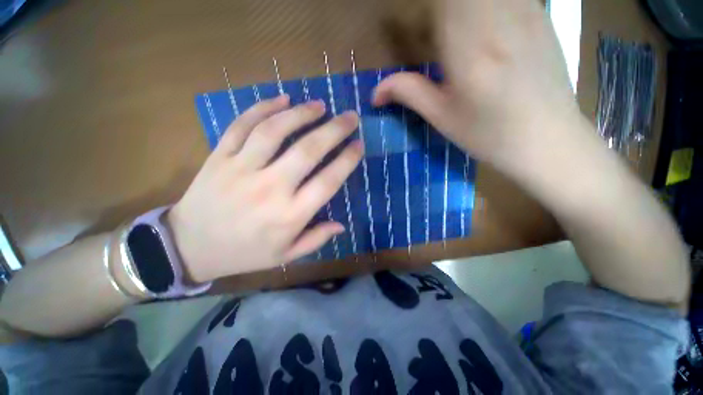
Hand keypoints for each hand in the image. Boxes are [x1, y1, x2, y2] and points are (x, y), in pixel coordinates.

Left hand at [167, 95, 362, 282]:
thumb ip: (316, 239)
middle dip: (334, 130)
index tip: (359, 145)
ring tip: (320, 105)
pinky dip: (263, 108)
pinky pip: (242, 126)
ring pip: (275, 131)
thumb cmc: (244, 253)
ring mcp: (241, 169)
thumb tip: (341, 225)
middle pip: (307, 151)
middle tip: (350, 117)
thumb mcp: (285, 255)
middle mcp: (270, 188)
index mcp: (289, 215)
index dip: (347, 160)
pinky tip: (282, 100)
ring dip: (301, 114)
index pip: (327, 181)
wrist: (189, 247)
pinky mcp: (219, 157)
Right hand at [373, 0, 581, 170]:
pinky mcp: (540, 15)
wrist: (548, 140)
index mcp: (469, 49)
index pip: (441, 2)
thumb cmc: (489, 135)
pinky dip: (485, 5)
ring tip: (450, 24)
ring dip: (460, 6)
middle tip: (429, 24)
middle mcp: (500, 19)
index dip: (425, 6)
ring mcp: (526, 12)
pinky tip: (479, 21)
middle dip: (440, 7)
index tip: (411, 20)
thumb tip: (375, 92)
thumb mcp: (442, 118)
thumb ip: (409, 93)